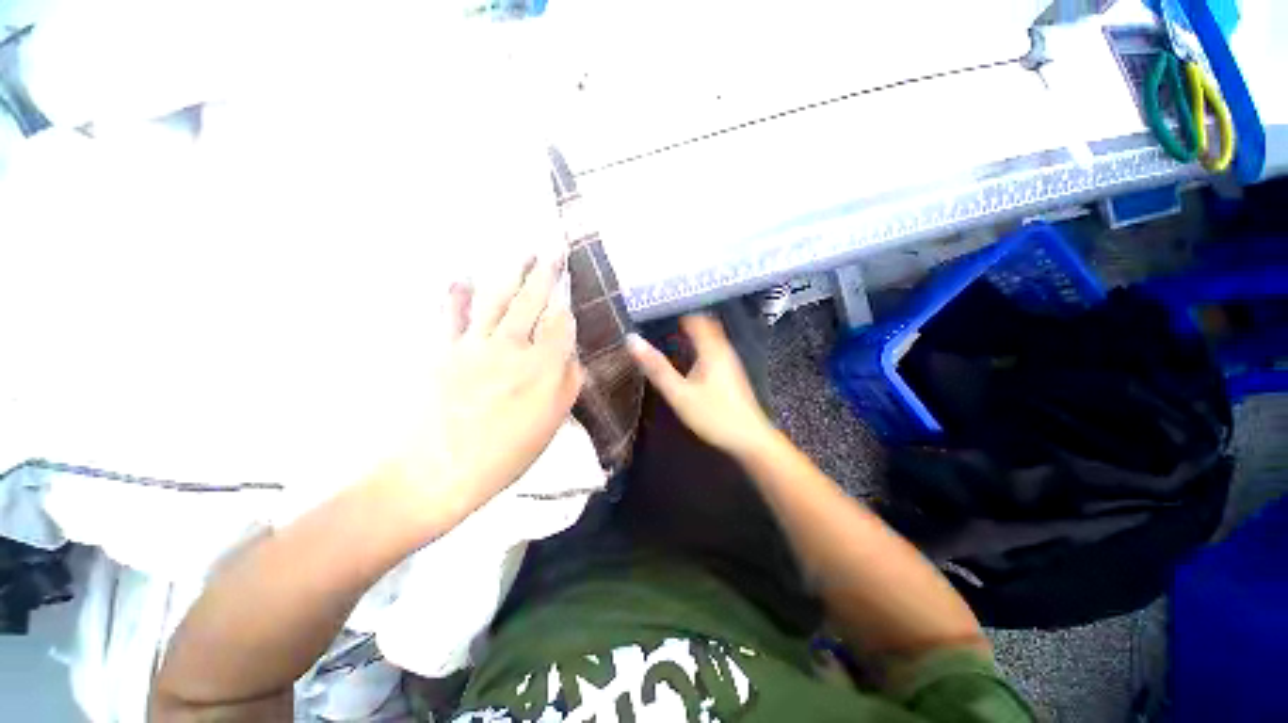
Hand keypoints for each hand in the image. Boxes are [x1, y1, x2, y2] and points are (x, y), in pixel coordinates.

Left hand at [381, 254, 583, 529]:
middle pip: (532, 301)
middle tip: (553, 251)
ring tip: (522, 252)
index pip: (561, 323)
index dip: (566, 306)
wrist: (434, 473)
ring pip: (498, 298)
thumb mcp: (551, 425)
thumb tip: (571, 356)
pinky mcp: (443, 351)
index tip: (570, 293)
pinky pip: (451, 315)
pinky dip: (455, 294)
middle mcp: (512, 347)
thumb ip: (568, 384)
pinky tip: (459, 276)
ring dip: (511, 272)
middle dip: (546, 274)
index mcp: (543, 367)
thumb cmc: (503, 456)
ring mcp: (475, 345)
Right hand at [628, 314, 776, 457]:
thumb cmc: (713, 415)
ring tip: (668, 341)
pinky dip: (698, 349)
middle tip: (660, 328)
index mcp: (712, 349)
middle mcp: (724, 350)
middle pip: (705, 326)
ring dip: (691, 337)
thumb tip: (632, 340)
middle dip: (683, 324)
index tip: (656, 316)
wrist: (749, 439)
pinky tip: (687, 362)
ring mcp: (730, 362)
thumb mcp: (679, 394)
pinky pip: (713, 351)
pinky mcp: (731, 375)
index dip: (677, 314)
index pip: (695, 319)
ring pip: (710, 339)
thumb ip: (656, 368)